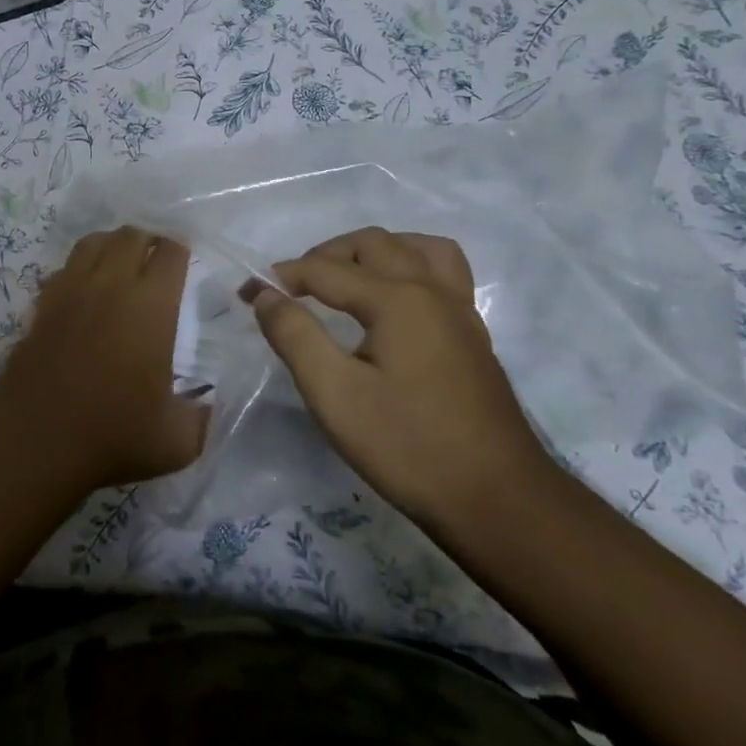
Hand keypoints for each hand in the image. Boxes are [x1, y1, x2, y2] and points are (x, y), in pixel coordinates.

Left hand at [0, 226, 207, 490]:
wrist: (35, 441)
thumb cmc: (112, 436)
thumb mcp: (178, 440)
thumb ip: (204, 417)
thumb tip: (211, 405)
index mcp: (150, 307)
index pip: (170, 252)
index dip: (182, 249)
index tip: (187, 260)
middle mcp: (110, 286)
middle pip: (130, 235)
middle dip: (149, 240)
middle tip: (158, 260)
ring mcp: (70, 291)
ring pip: (92, 242)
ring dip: (112, 244)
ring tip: (122, 263)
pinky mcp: (41, 306)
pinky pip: (64, 268)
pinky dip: (79, 268)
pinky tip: (85, 291)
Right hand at [246, 228, 555, 532]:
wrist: (499, 501)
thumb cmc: (408, 447)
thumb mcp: (334, 395)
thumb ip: (295, 335)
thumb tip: (264, 294)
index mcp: (397, 300)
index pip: (325, 270)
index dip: (281, 277)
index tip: (247, 293)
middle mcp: (432, 291)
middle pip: (373, 244)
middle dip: (326, 255)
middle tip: (295, 288)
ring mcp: (460, 311)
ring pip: (417, 248)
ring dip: (375, 252)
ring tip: (347, 280)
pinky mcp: (472, 335)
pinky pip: (442, 273)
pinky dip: (409, 268)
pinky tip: (392, 303)